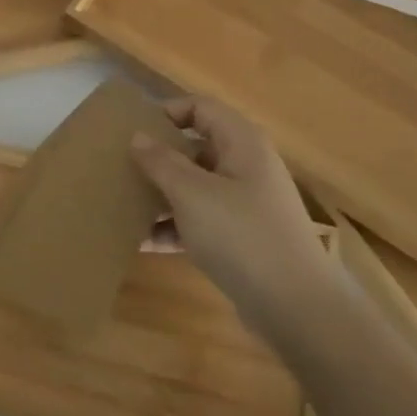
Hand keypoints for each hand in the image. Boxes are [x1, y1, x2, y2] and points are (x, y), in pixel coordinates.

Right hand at [130, 93, 335, 337]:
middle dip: (157, 157)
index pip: (200, 108)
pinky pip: (199, 220)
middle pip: (194, 148)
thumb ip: (160, 161)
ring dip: (160, 194)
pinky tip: (142, 241)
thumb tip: (138, 137)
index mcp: (241, 144)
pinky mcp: (241, 238)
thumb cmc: (242, 235)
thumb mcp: (191, 193)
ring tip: (122, 204)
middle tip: (119, 166)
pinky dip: (174, 226)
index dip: (166, 112)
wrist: (297, 308)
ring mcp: (246, 205)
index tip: (131, 130)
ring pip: (194, 186)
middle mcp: (246, 167)